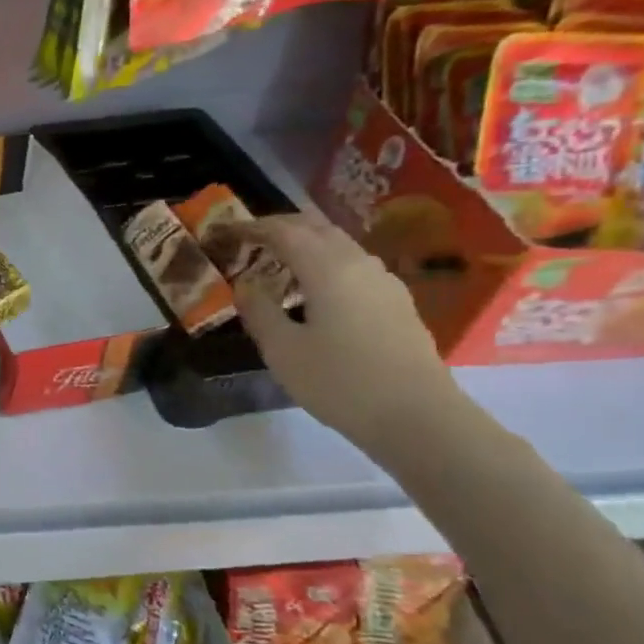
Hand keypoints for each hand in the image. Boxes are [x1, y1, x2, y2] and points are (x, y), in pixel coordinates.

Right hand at [226, 212, 462, 451]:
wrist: (417, 417)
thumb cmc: (339, 382)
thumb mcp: (282, 350)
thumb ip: (259, 311)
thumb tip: (245, 284)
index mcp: (328, 268)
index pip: (284, 231)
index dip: (252, 227)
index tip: (226, 232)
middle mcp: (359, 263)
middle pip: (316, 228)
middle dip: (281, 227)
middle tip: (250, 241)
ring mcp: (384, 282)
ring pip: (339, 245)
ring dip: (306, 244)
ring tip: (279, 264)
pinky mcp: (396, 302)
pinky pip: (354, 266)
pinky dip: (326, 263)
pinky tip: (315, 291)